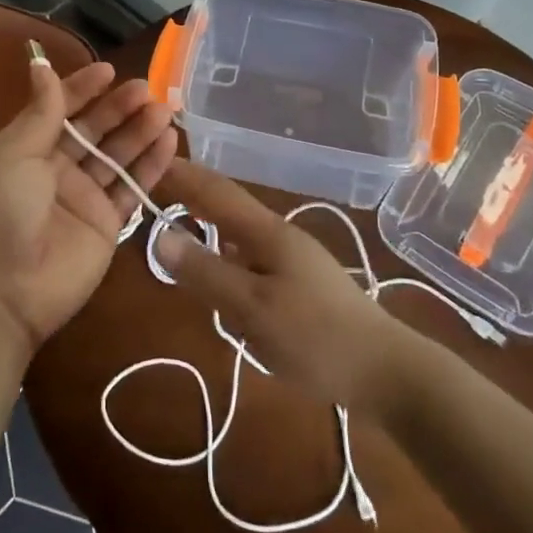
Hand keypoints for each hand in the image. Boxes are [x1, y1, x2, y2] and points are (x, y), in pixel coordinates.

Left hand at [0, 57, 175, 363]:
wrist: (3, 293)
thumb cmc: (1, 212)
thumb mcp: (14, 154)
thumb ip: (40, 112)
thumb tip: (40, 65)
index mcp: (28, 148)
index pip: (60, 108)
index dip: (83, 88)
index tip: (109, 70)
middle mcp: (57, 168)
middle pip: (94, 130)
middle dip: (119, 107)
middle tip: (147, 89)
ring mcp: (84, 197)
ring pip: (118, 155)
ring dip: (140, 131)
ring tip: (165, 110)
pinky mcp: (108, 224)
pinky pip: (132, 187)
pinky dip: (152, 165)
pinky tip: (170, 141)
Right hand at [154, 160, 410, 413]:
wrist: (385, 371)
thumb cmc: (315, 338)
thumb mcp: (252, 308)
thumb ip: (205, 272)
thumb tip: (160, 234)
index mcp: (266, 231)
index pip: (214, 189)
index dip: (182, 173)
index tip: (147, 161)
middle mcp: (278, 234)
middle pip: (226, 203)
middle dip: (191, 191)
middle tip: (153, 189)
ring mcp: (292, 256)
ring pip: (238, 229)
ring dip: (207, 217)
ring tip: (177, 218)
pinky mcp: (299, 281)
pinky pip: (249, 253)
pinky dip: (223, 248)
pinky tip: (218, 268)